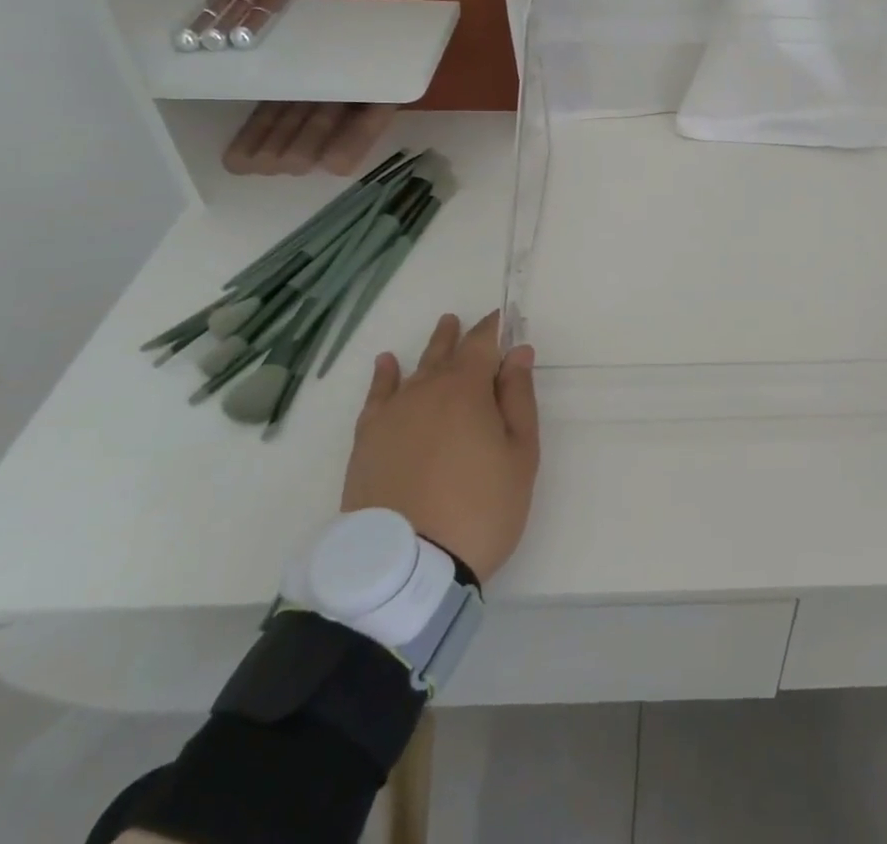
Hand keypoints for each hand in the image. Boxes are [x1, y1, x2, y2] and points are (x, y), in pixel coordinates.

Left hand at [340, 311, 539, 582]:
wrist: (407, 567)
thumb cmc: (480, 508)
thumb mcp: (520, 454)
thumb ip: (518, 398)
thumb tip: (517, 352)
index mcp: (467, 389)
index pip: (481, 344)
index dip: (492, 329)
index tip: (501, 319)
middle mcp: (425, 390)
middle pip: (444, 352)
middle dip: (458, 336)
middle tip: (463, 321)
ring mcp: (391, 416)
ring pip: (414, 371)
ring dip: (430, 350)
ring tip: (440, 331)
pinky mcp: (366, 442)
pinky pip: (376, 396)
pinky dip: (384, 377)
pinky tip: (388, 364)